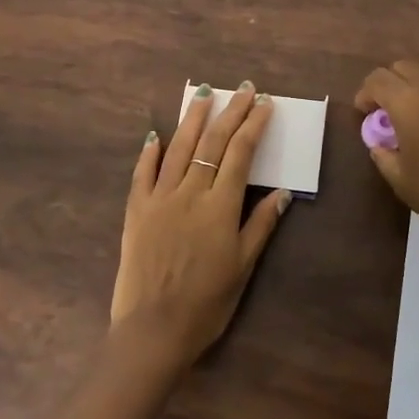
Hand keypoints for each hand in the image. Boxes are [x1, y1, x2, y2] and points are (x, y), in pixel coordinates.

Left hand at [111, 82, 292, 366]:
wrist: (153, 330)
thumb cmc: (206, 303)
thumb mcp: (243, 267)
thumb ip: (261, 226)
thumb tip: (282, 193)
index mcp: (220, 206)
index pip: (241, 153)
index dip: (253, 125)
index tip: (264, 103)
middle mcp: (190, 193)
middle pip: (213, 143)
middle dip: (230, 112)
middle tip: (242, 88)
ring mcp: (159, 199)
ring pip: (178, 148)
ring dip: (193, 119)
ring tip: (203, 95)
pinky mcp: (136, 211)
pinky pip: (142, 173)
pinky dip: (150, 152)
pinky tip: (156, 135)